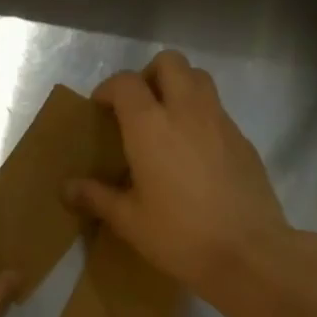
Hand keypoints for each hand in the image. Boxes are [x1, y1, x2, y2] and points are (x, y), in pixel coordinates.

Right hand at [67, 51, 292, 294]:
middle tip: (137, 107)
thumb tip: (67, 188)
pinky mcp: (243, 139)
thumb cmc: (180, 236)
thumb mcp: (129, 221)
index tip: (100, 109)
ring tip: (166, 122)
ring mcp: (220, 122)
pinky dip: (200, 115)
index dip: (108, 89)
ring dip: (179, 87)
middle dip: (148, 75)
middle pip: (169, 63)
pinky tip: (194, 153)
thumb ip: (97, 197)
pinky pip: (217, 109)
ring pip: (199, 78)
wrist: (248, 253)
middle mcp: (187, 111)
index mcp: (151, 126)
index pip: (125, 83)